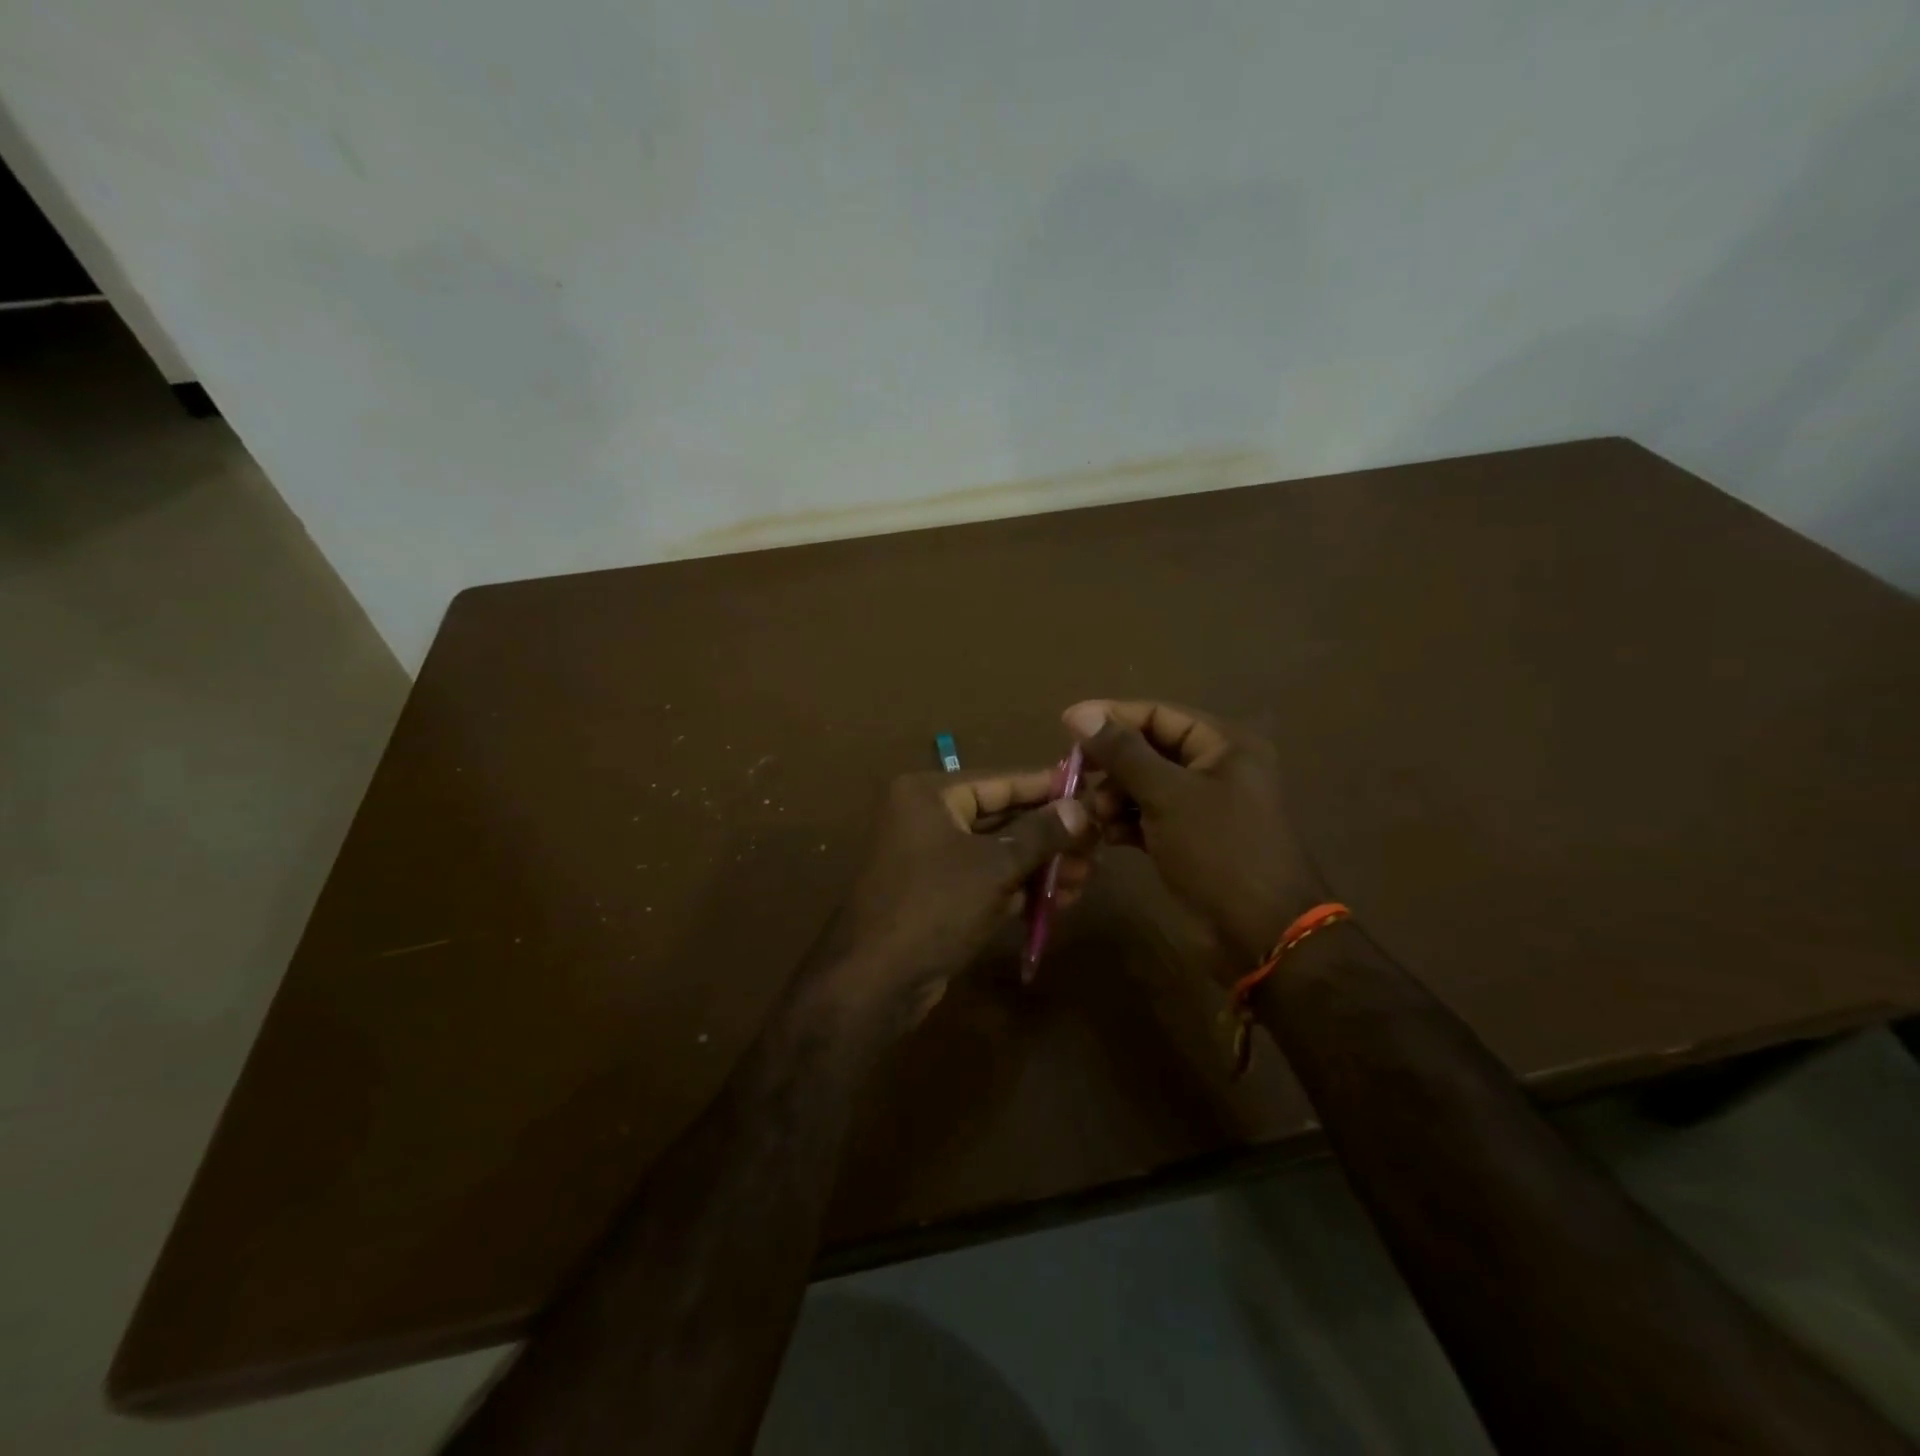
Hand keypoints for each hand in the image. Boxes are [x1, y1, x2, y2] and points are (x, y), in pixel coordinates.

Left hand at [814, 769, 1092, 1034]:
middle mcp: (928, 818)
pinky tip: (1062, 899)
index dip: (1048, 786)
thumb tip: (1080, 808)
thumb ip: (1040, 834)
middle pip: (1002, 817)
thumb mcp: (994, 866)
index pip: (1001, 780)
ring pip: (998, 852)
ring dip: (1042, 865)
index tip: (1091, 789)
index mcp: (930, 794)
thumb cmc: (934, 905)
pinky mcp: (939, 895)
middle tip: (1098, 844)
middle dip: (1050, 834)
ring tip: (1088, 876)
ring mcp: (932, 859)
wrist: (874, 981)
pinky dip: (1021, 888)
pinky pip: (988, 880)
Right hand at [1063, 700, 1329, 973]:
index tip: (1065, 728)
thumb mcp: (1167, 795)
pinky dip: (1125, 822)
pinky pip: (1149, 817)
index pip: (1158, 714)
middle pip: (1149, 749)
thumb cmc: (1219, 851)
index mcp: (1224, 743)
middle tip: (1074, 778)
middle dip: (1111, 765)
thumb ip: (1123, 752)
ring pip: (1144, 785)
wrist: (1262, 934)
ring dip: (1114, 796)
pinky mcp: (1189, 838)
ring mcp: (1202, 805)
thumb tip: (1080, 713)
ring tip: (1093, 816)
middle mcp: (1215, 767)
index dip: (1111, 717)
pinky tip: (1104, 835)